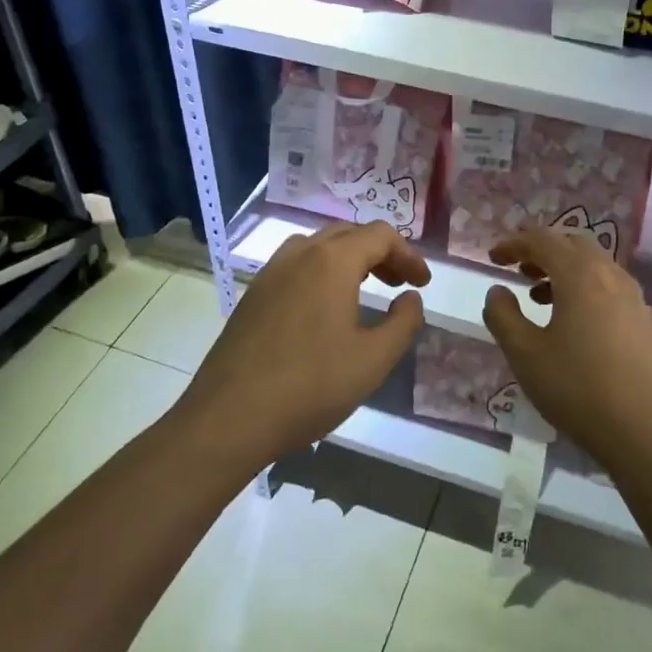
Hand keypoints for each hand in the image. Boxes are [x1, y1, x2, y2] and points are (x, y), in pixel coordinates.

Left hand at [182, 222, 430, 464]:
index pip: (380, 235)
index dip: (408, 254)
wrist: (229, 417)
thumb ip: (403, 323)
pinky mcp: (253, 294)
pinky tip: (324, 307)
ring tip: (365, 288)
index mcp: (332, 261)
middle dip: (381, 253)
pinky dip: (321, 271)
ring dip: (349, 258)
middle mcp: (300, 254)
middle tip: (399, 284)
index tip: (422, 284)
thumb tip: (410, 298)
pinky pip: (296, 265)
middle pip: (349, 233)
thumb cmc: (310, 386)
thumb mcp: (373, 360)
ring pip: (319, 246)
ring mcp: (270, 272)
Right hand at [481, 228, 651, 469]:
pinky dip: (586, 290)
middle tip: (519, 270)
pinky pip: (611, 289)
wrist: (651, 433)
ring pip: (596, 267)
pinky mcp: (647, 323)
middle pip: (574, 244)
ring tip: (541, 298)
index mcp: (580, 274)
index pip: (542, 240)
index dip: (514, 243)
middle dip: (543, 251)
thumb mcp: (526, 355)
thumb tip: (497, 291)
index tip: (493, 258)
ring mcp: (635, 299)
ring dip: (565, 271)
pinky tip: (576, 325)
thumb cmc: (579, 389)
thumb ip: (503, 316)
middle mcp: (611, 276)